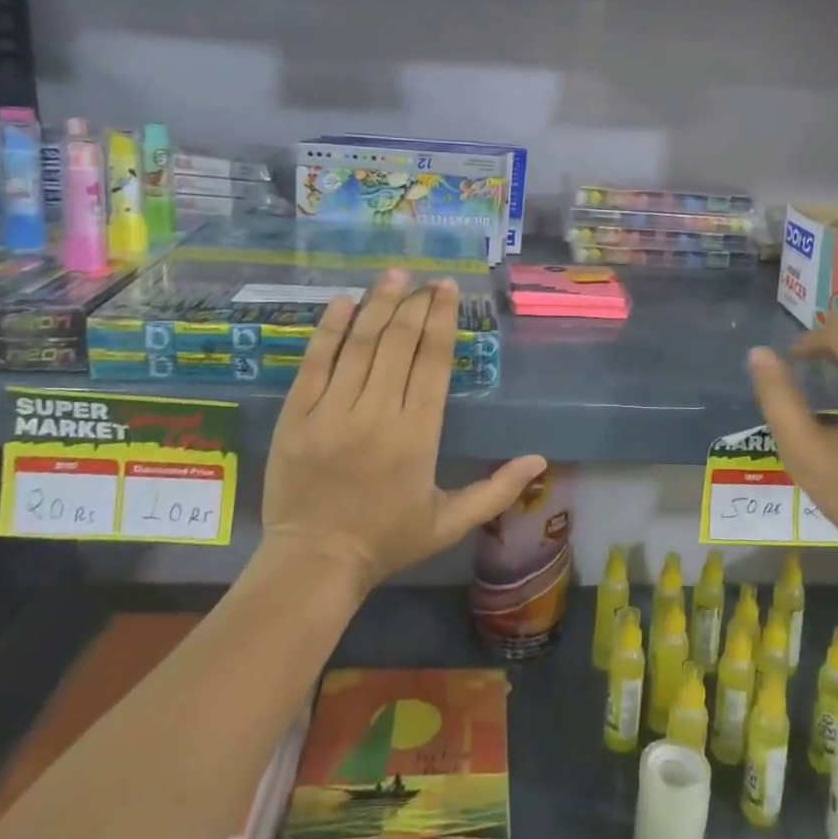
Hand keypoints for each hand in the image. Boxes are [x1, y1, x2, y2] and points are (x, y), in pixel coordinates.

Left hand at [261, 270, 545, 597]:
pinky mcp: (296, 416)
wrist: (315, 563)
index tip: (447, 289)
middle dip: (415, 304)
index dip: (442, 319)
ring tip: (393, 275)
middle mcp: (376, 413)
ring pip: (359, 344)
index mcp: (417, 434)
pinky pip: (314, 362)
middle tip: (425, 281)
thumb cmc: (388, 540)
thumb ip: (497, 489)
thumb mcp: (451, 521)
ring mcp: (331, 411)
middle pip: (398, 343)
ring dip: (378, 304)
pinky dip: (329, 330)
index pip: (432, 361)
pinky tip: (342, 302)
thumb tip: (540, 460)